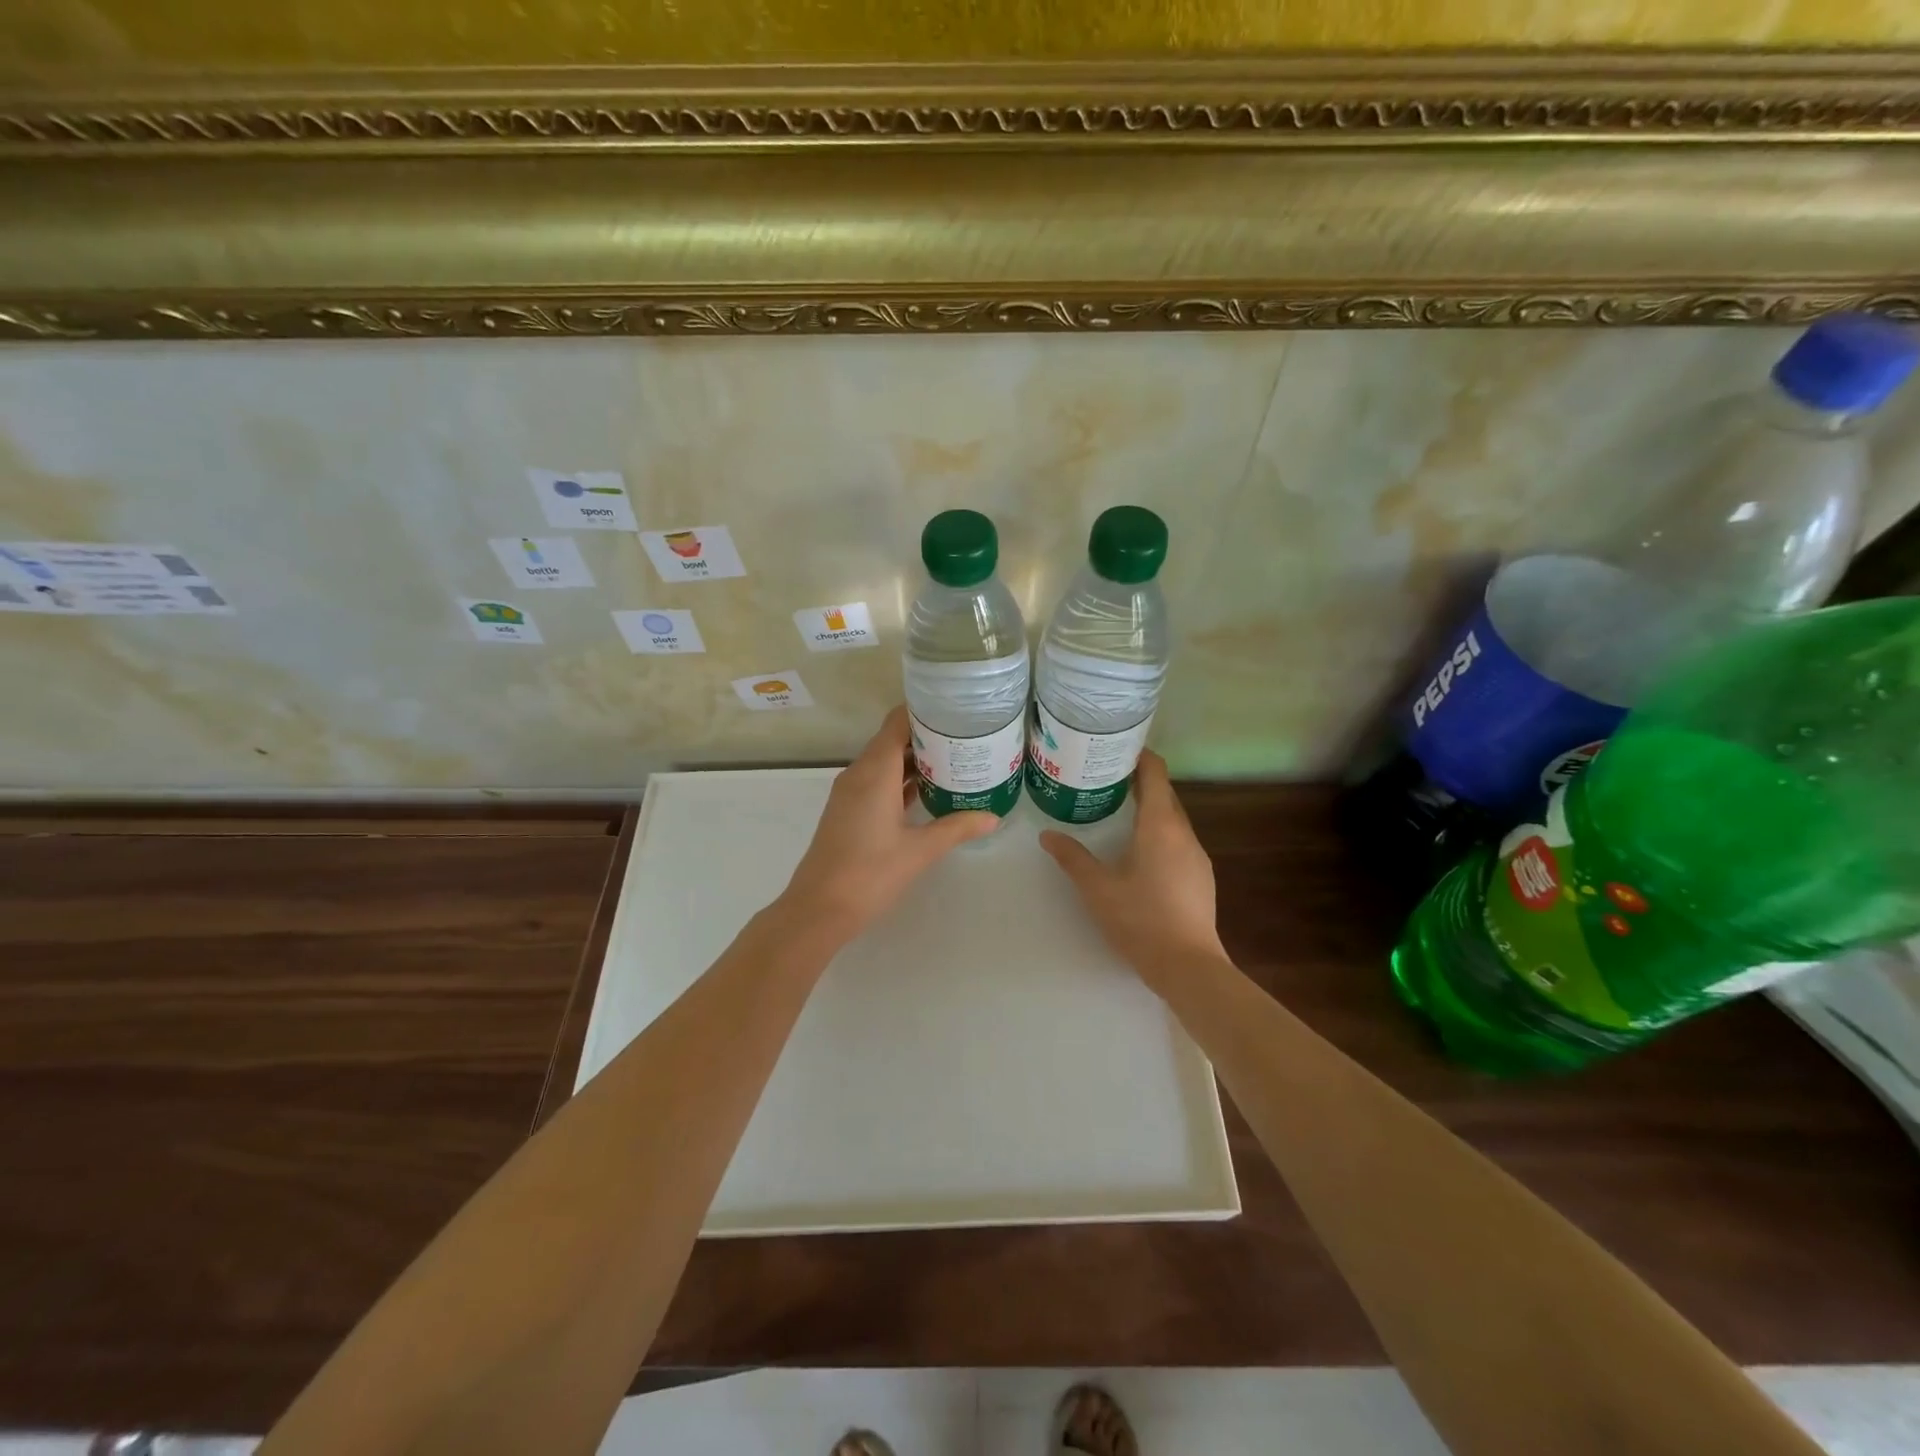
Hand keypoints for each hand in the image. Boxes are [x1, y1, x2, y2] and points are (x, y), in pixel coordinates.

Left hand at [778, 705, 1000, 942]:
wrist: (819, 908)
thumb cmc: (870, 873)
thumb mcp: (920, 850)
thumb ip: (957, 828)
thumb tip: (993, 817)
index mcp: (875, 772)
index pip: (898, 722)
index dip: (925, 711)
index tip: (957, 709)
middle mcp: (860, 773)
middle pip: (893, 739)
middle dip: (927, 735)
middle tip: (966, 736)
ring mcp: (851, 792)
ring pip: (885, 761)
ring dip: (915, 759)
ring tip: (955, 759)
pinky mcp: (848, 810)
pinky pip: (878, 781)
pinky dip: (901, 779)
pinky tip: (928, 790)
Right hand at [1040, 751, 1225, 989]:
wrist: (1188, 965)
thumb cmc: (1140, 919)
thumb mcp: (1097, 888)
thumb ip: (1072, 858)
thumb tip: (1047, 835)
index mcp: (1160, 825)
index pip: (1156, 773)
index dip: (1140, 756)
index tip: (1117, 748)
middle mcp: (1184, 832)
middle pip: (1165, 793)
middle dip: (1140, 781)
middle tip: (1106, 777)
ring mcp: (1197, 855)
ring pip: (1173, 818)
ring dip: (1150, 807)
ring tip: (1119, 809)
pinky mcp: (1201, 876)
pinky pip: (1179, 839)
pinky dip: (1160, 831)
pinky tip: (1141, 849)